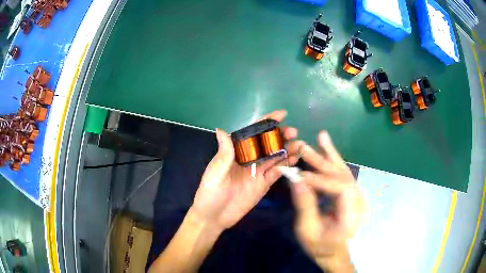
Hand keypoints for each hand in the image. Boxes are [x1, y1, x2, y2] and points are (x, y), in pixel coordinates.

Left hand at [191, 110, 298, 230]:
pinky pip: (277, 173)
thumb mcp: (216, 171)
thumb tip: (221, 129)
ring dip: (287, 149)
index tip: (281, 115)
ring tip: (300, 144)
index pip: (252, 134)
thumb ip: (224, 153)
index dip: (266, 123)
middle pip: (267, 144)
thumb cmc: (210, 192)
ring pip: (275, 157)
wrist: (214, 216)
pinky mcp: (263, 185)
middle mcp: (249, 159)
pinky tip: (295, 160)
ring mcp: (257, 172)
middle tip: (293, 132)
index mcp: (236, 152)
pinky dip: (286, 166)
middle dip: (281, 136)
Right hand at [288, 131, 365, 271]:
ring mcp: (356, 195)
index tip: (301, 176)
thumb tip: (296, 180)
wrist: (334, 251)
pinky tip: (326, 146)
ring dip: (329, 155)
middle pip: (343, 175)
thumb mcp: (307, 230)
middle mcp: (358, 202)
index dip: (321, 179)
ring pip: (344, 171)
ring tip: (320, 137)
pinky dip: (333, 160)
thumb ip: (304, 205)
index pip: (341, 188)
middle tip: (304, 149)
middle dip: (323, 162)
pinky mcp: (351, 193)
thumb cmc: (319, 245)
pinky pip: (342, 174)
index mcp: (350, 215)